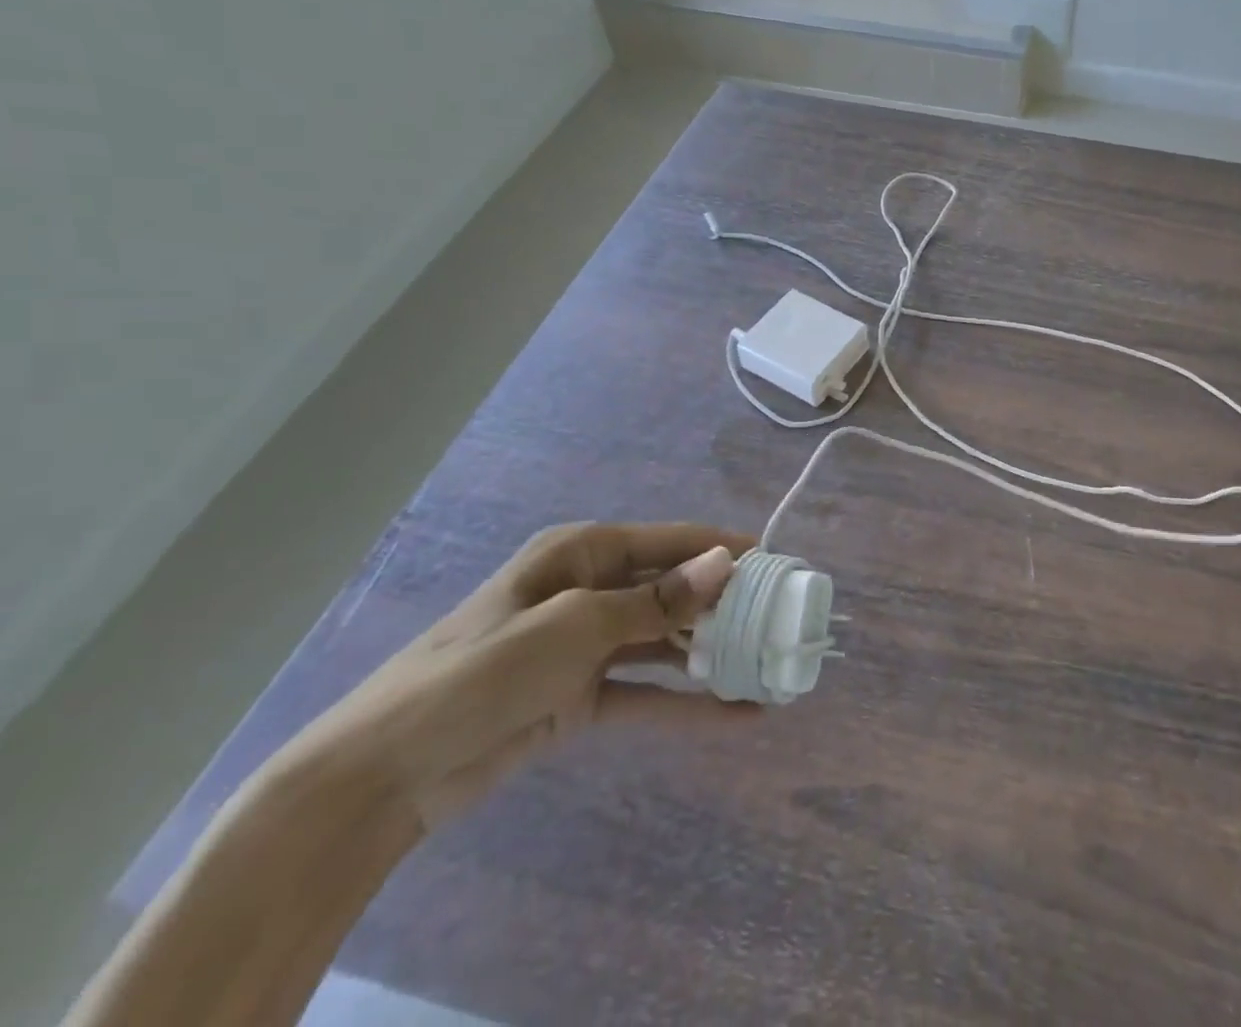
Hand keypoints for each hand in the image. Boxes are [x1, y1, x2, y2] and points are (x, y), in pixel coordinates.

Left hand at [290, 523, 750, 828]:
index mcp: (584, 553)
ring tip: (768, 663)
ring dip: (712, 653)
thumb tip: (725, 562)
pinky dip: (687, 703)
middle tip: (781, 619)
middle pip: (673, 589)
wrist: (386, 772)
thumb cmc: (483, 671)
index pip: (672, 541)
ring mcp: (588, 645)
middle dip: (724, 603)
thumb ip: (655, 601)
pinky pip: (647, 692)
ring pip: (666, 641)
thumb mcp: (574, 626)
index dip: (724, 549)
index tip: (777, 562)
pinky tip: (736, 714)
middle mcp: (591, 590)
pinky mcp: (582, 696)